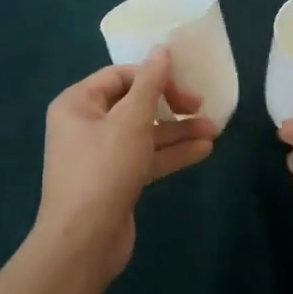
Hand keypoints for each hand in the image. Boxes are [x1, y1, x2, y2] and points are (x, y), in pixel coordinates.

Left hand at [38, 50, 217, 279]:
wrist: (83, 244)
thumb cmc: (103, 170)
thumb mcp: (130, 120)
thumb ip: (150, 83)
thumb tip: (161, 49)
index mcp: (78, 103)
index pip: (121, 76)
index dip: (154, 77)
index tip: (184, 87)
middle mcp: (85, 125)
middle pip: (134, 104)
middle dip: (171, 106)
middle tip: (201, 107)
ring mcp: (100, 156)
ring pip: (144, 133)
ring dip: (177, 131)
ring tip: (215, 130)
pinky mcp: (115, 181)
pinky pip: (145, 158)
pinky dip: (171, 153)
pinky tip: (203, 150)